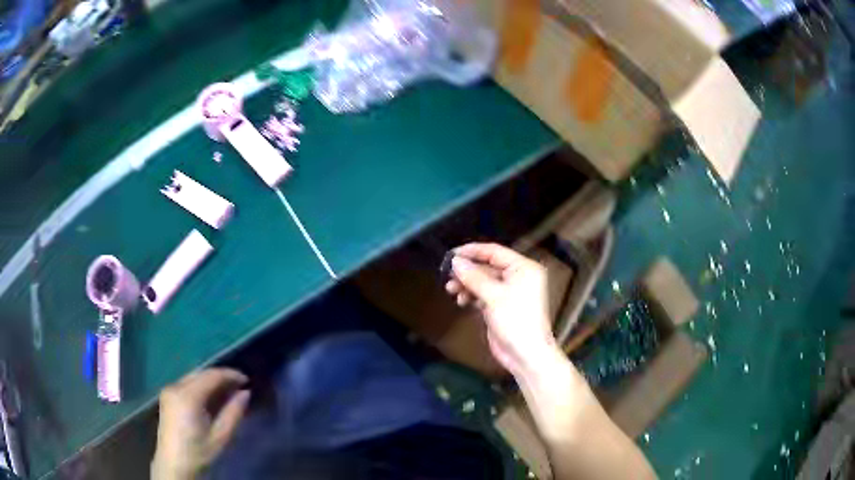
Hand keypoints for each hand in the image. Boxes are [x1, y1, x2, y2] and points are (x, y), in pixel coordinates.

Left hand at [151, 368, 250, 479]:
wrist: (173, 465)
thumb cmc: (198, 453)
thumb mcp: (220, 437)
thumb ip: (233, 413)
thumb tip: (245, 393)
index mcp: (187, 396)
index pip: (211, 375)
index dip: (230, 375)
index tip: (247, 380)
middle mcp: (175, 386)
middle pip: (201, 373)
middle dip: (221, 377)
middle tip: (240, 386)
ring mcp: (169, 390)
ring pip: (193, 377)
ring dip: (211, 381)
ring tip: (229, 391)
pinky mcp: (167, 396)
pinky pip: (187, 384)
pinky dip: (201, 386)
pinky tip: (212, 397)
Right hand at [445, 243, 556, 373]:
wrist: (525, 354)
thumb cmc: (514, 319)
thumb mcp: (493, 296)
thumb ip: (473, 276)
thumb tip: (455, 261)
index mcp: (523, 268)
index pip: (495, 252)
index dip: (472, 251)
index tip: (451, 254)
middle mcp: (518, 276)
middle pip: (488, 266)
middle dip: (467, 271)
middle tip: (447, 275)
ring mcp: (510, 292)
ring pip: (484, 281)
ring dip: (467, 284)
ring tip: (451, 290)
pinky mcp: (502, 306)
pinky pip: (484, 294)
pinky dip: (472, 296)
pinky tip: (461, 301)